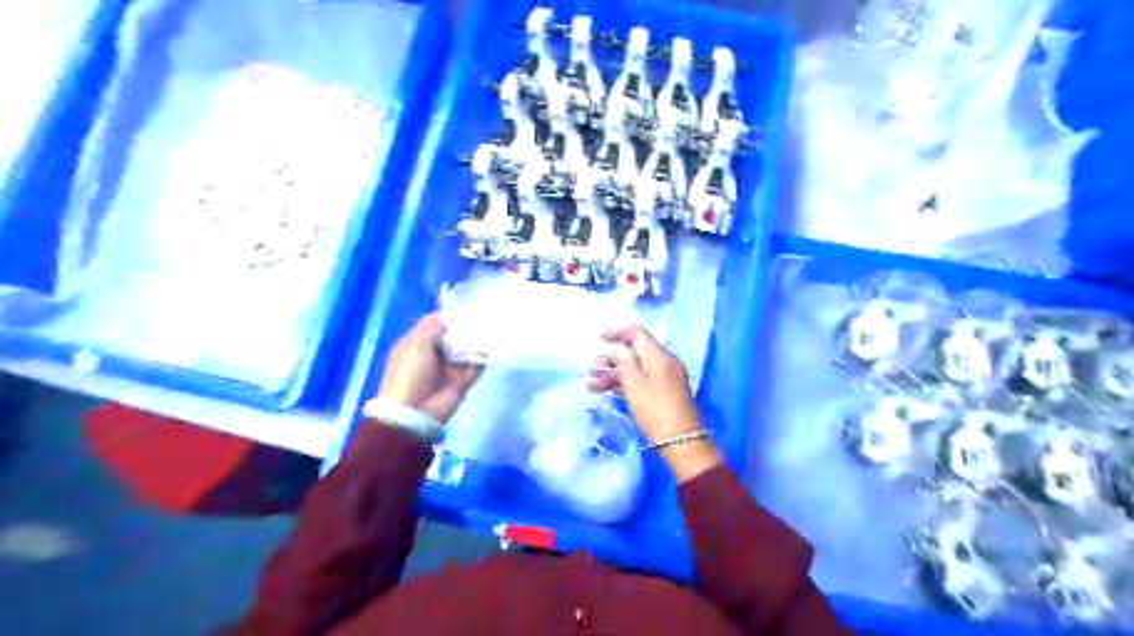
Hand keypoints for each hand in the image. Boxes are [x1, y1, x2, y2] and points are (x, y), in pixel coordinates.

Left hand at [378, 312, 480, 422]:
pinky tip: (494, 344)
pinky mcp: (464, 379)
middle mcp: (434, 352)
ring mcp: (450, 366)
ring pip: (467, 348)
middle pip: (453, 335)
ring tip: (491, 325)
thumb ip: (433, 328)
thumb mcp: (416, 345)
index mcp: (417, 343)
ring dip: (477, 339)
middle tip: (483, 313)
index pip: (434, 323)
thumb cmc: (410, 374)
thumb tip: (447, 316)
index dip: (448, 315)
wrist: (415, 413)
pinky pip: (477, 364)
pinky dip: (485, 356)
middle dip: (466, 326)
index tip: (465, 305)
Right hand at [589, 326, 719, 483]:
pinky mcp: (663, 393)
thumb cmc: (655, 410)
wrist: (681, 442)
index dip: (617, 332)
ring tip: (591, 384)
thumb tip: (621, 354)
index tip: (599, 337)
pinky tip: (605, 391)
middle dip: (610, 358)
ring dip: (612, 374)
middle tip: (591, 368)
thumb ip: (625, 364)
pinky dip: (623, 384)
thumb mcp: (634, 385)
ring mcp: (665, 378)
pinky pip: (640, 381)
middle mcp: (664, 362)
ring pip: (635, 369)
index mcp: (660, 356)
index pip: (638, 333)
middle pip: (634, 352)